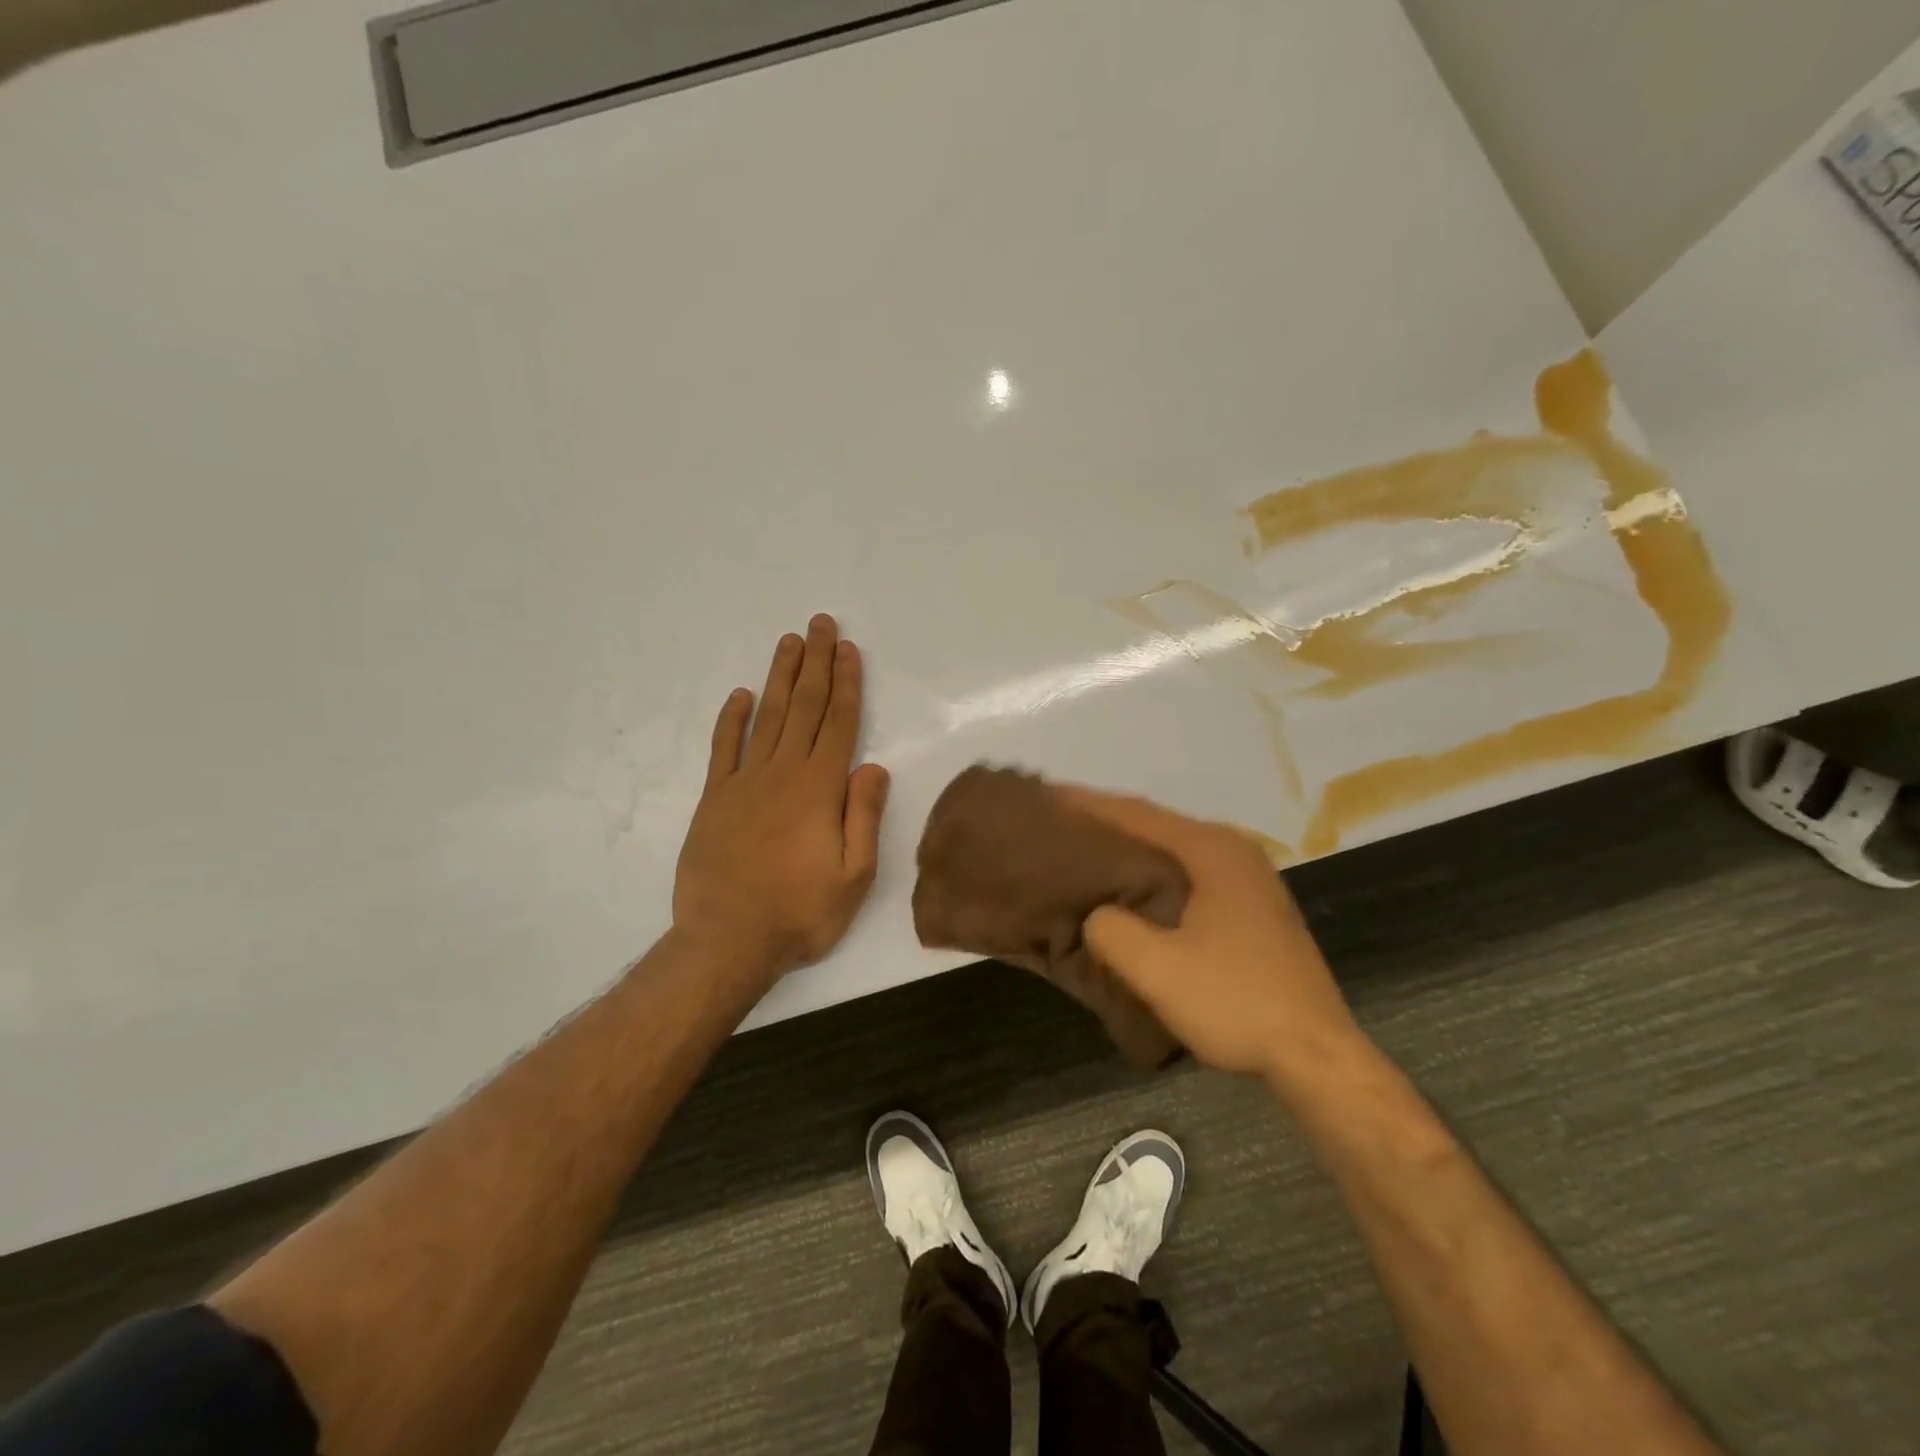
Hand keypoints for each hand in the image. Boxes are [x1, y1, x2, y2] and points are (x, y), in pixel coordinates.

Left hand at [673, 615, 888, 984]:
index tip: (849, 649)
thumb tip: (874, 766)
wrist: (726, 941)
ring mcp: (743, 783)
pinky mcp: (713, 798)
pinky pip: (723, 748)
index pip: (838, 723)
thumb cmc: (800, 913)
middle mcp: (782, 774)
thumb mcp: (854, 876)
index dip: (846, 684)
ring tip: (789, 642)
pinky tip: (741, 695)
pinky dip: (732, 719)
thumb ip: (863, 816)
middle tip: (820, 623)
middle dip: (815, 663)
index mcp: (819, 790)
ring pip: (767, 717)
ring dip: (780, 677)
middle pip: (804, 707)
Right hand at [1058, 787, 1363, 1083]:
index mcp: (1212, 850)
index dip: (1087, 804)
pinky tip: (1131, 893)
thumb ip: (1110, 929)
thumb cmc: (1236, 1001)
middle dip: (1107, 824)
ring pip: (1173, 853)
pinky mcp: (1252, 909)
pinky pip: (1189, 876)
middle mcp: (1233, 851)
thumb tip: (1097, 915)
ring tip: (1084, 854)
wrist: (1317, 1056)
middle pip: (1156, 826)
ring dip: (1130, 852)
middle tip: (1058, 826)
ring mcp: (1249, 880)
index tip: (1047, 797)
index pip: (1137, 813)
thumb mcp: (1156, 968)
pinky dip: (1154, 876)